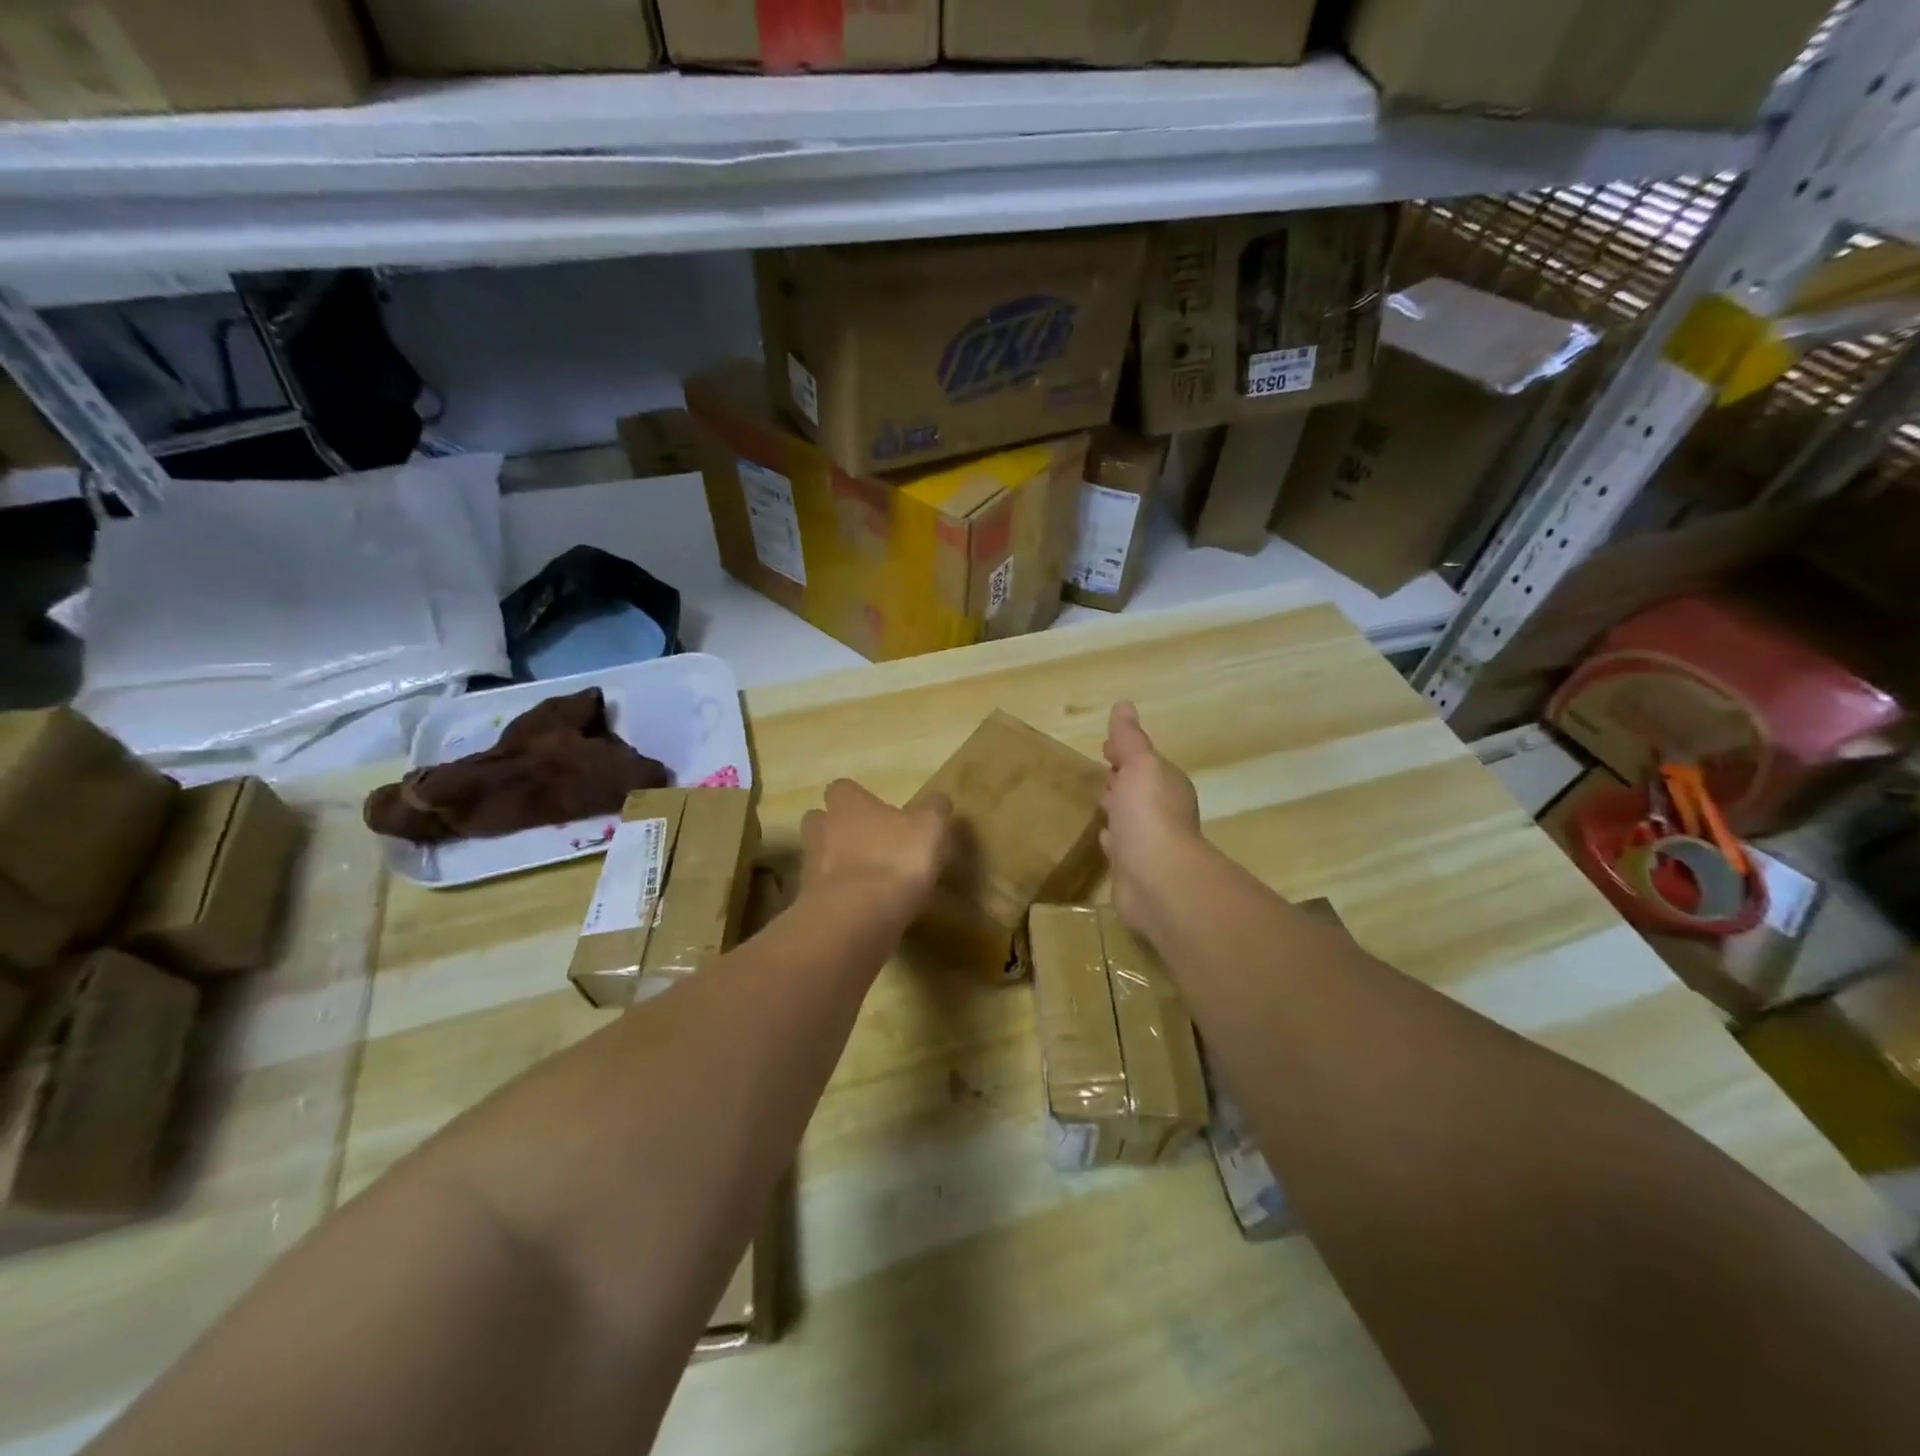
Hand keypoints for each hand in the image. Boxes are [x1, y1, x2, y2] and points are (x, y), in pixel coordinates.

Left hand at [801, 779, 951, 923]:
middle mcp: (822, 829)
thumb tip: (939, 798)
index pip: (842, 788)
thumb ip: (934, 809)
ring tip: (866, 879)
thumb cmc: (895, 859)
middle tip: (865, 841)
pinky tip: (862, 908)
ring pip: (819, 857)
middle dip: (836, 829)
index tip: (876, 810)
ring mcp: (811, 868)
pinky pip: (823, 894)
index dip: (857, 798)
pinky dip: (839, 898)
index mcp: (847, 804)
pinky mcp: (810, 903)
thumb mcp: (930, 828)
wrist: (857, 917)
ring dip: (836, 865)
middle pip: (820, 821)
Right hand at [1101, 702, 1202, 931]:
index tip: (1105, 747)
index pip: (1144, 762)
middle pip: (1138, 790)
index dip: (1125, 753)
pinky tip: (1102, 839)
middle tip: (1099, 774)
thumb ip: (1129, 739)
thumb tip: (1124, 704)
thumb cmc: (1148, 814)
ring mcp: (1149, 843)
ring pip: (1129, 818)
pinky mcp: (1134, 869)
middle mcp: (1163, 812)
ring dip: (1117, 810)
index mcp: (1167, 784)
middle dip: (1121, 780)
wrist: (1156, 878)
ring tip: (1096, 804)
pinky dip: (1112, 839)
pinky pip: (1121, 847)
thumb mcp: (1138, 765)